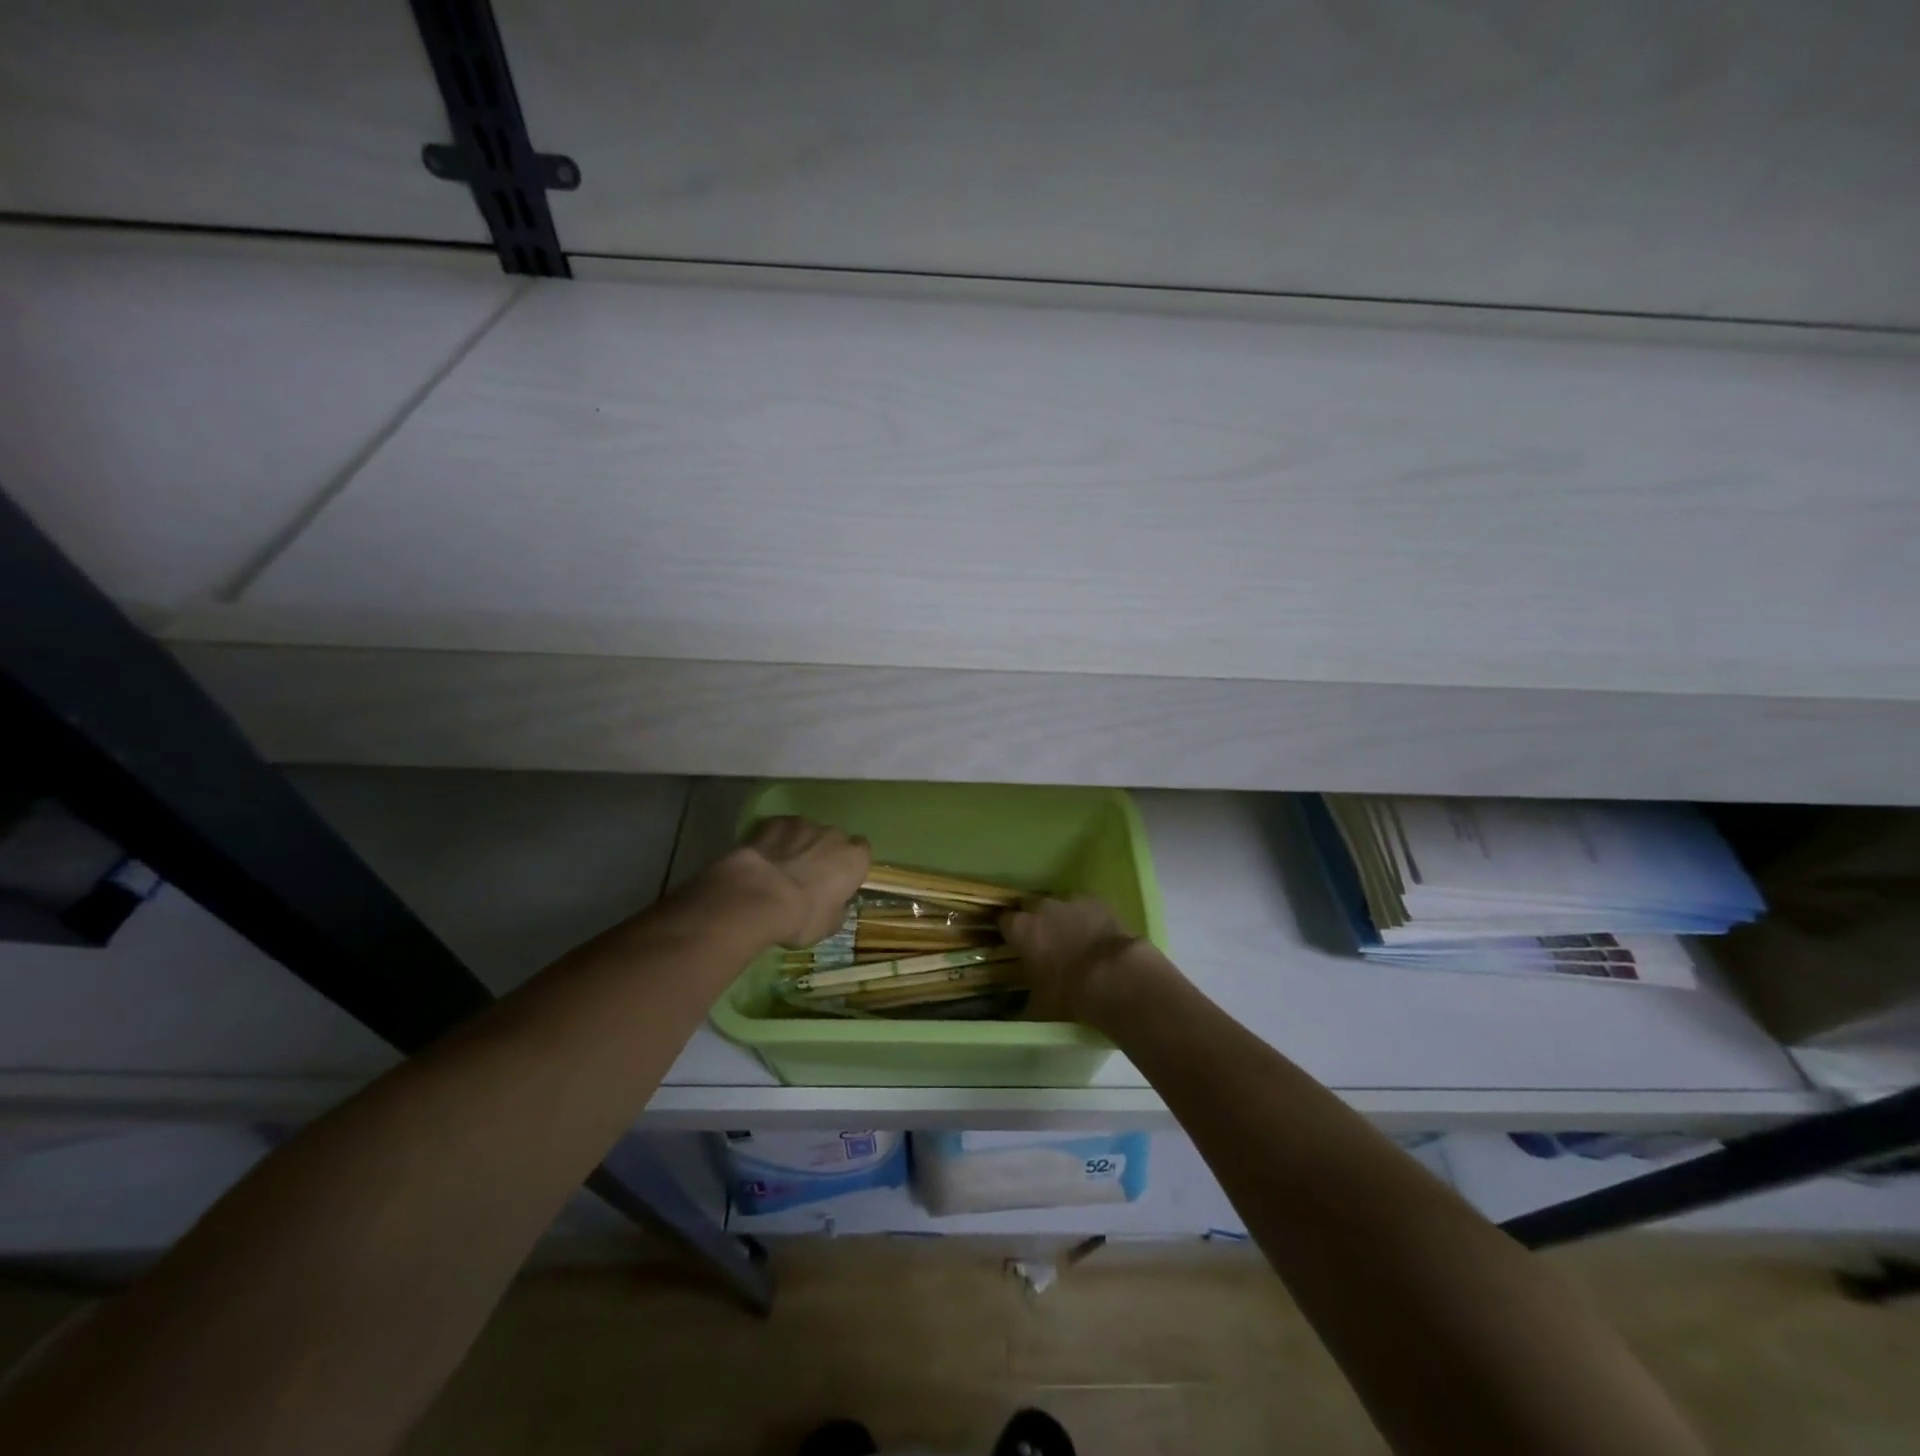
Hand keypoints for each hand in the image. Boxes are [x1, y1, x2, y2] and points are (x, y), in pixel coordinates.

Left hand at [709, 816, 870, 948]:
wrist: (759, 898)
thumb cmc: (803, 916)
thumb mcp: (829, 924)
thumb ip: (838, 908)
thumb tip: (836, 905)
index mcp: (855, 859)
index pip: (862, 852)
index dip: (849, 865)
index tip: (839, 880)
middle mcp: (834, 835)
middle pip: (834, 839)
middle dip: (824, 852)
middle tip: (809, 875)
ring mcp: (803, 824)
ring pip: (807, 832)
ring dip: (800, 844)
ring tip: (782, 867)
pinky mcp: (774, 822)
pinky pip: (781, 830)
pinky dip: (776, 840)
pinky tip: (765, 857)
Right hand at [1001, 895, 1157, 1025]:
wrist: (1113, 976)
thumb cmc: (1069, 992)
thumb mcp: (1040, 1003)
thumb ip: (1027, 999)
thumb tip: (1021, 1009)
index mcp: (1021, 929)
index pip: (1005, 921)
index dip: (1011, 932)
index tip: (1015, 943)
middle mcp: (1041, 908)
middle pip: (1032, 907)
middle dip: (1037, 921)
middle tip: (1045, 942)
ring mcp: (1071, 901)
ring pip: (1061, 906)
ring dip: (1063, 918)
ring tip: (1075, 940)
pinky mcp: (1097, 900)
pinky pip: (1087, 907)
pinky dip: (1089, 917)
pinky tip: (1097, 935)